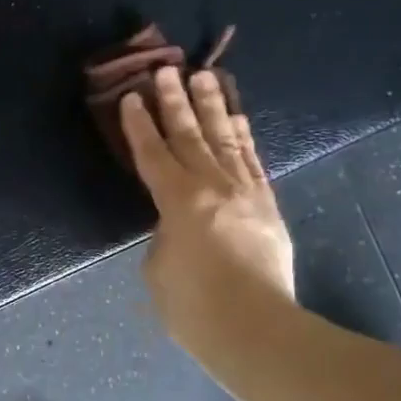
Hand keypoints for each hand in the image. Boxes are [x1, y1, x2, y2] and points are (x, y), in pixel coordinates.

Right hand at [120, 68, 296, 349]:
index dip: (139, 126)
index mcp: (178, 202)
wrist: (257, 331)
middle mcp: (213, 187)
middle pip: (190, 136)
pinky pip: (253, 161)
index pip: (153, 155)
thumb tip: (175, 224)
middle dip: (175, 102)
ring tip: (204, 77)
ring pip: (225, 140)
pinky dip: (243, 136)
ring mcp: (245, 193)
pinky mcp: (267, 206)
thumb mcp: (158, 269)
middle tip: (166, 69)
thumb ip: (163, 236)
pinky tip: (237, 118)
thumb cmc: (194, 308)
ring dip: (212, 107)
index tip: (132, 96)